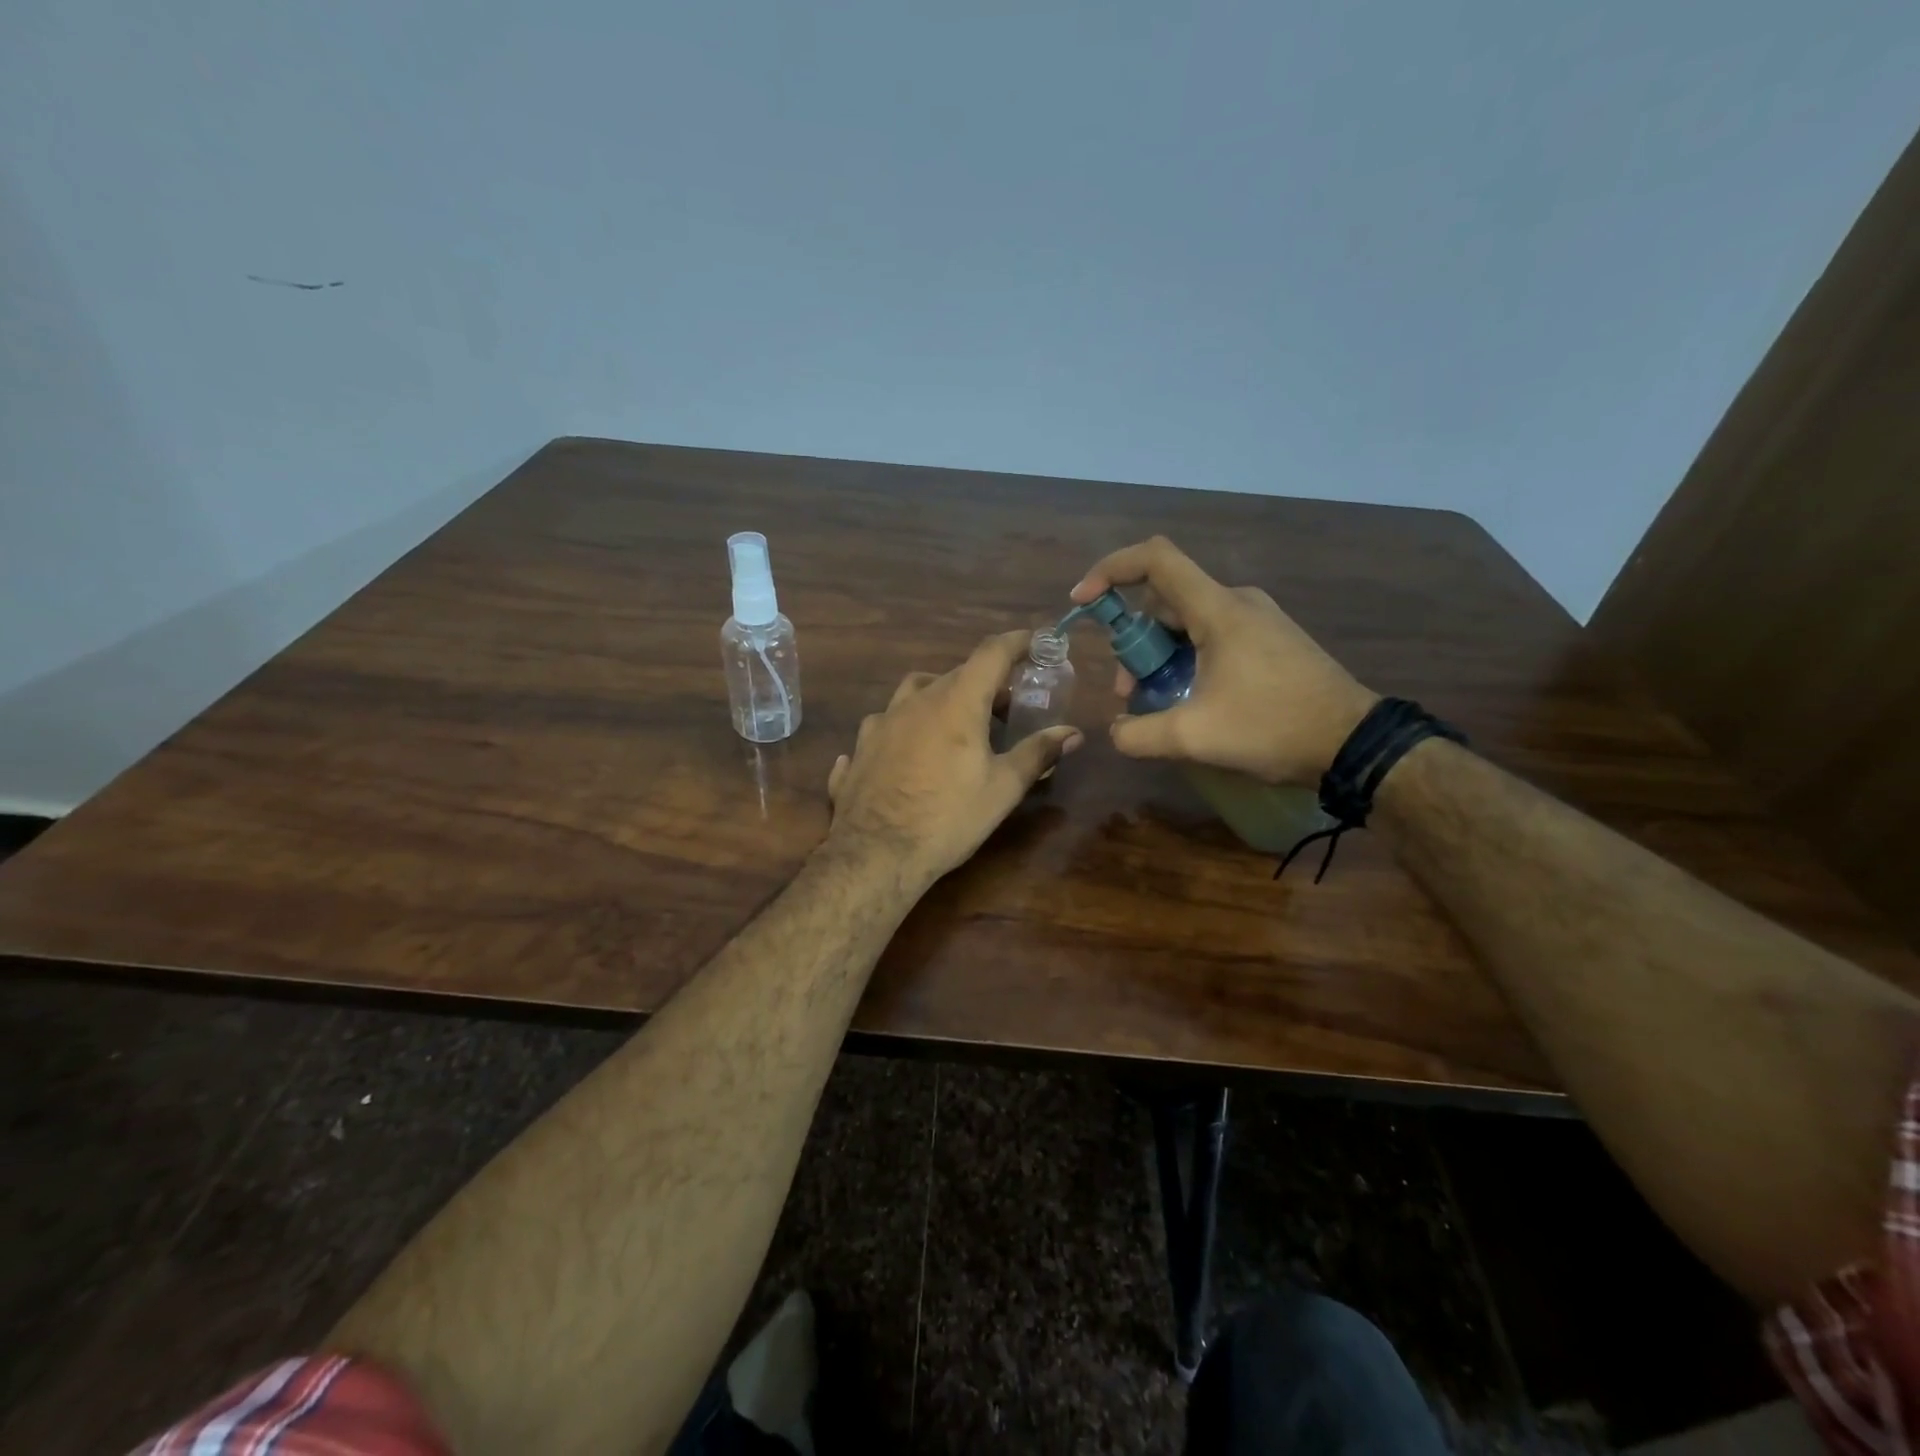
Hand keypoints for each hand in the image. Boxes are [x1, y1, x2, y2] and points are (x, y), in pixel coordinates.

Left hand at [826, 631, 1083, 884]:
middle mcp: (915, 702)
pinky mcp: (859, 749)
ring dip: (938, 698)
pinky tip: (904, 754)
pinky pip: (883, 728)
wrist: (875, 853)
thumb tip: (1072, 732)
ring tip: (953, 725)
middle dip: (983, 682)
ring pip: (913, 694)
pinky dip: (902, 731)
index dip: (1017, 642)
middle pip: (954, 674)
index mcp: (955, 702)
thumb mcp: (1003, 788)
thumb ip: (1037, 753)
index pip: (991, 653)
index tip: (1035, 641)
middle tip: (1004, 707)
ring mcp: (880, 723)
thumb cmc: (949, 818)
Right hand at [1071, 536, 1376, 784]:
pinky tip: (1190, 700)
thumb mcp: (1194, 737)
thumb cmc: (1273, 727)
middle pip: (1165, 601)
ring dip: (1160, 656)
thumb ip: (1139, 734)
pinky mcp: (1271, 640)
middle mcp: (1237, 602)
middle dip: (1134, 642)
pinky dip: (1187, 659)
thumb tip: (1116, 731)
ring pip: (1188, 622)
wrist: (1354, 744)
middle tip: (1128, 692)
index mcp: (1218, 610)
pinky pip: (1213, 636)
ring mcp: (1258, 620)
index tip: (1082, 602)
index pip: (1155, 559)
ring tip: (1156, 703)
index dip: (1110, 570)